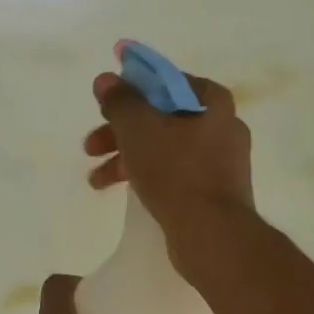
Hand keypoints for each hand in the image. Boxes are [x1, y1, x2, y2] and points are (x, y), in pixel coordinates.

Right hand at [83, 67, 255, 258]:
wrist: (211, 234)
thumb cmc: (176, 171)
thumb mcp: (139, 128)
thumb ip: (120, 101)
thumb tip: (106, 79)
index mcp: (213, 103)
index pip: (167, 81)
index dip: (133, 88)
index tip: (106, 104)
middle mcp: (222, 127)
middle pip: (162, 118)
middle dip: (121, 131)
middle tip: (91, 146)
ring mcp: (220, 162)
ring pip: (164, 148)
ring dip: (127, 157)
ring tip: (96, 179)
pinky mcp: (213, 192)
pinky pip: (174, 173)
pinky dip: (147, 175)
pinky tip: (121, 189)